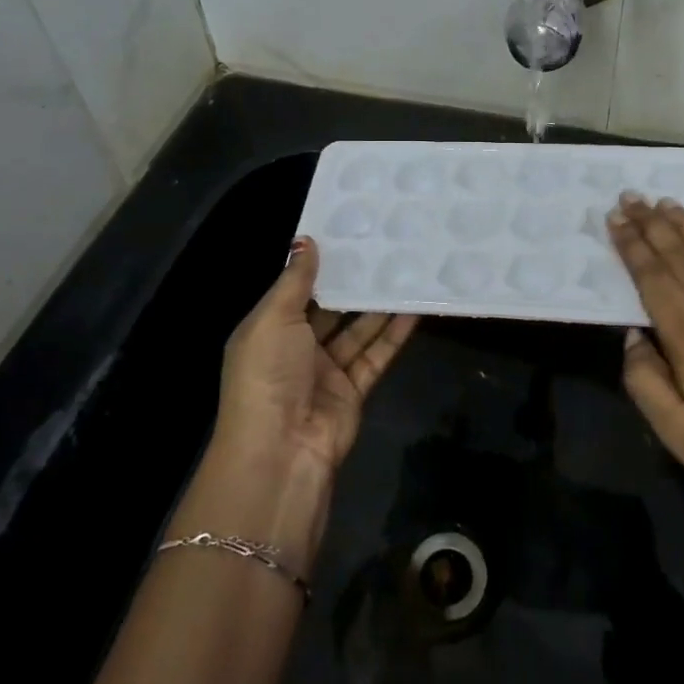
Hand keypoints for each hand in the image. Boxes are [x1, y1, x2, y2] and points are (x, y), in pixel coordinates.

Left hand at [215, 236, 419, 479]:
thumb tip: (305, 240)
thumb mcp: (273, 319)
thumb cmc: (268, 374)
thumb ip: (295, 280)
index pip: (295, 290)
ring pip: (357, 330)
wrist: (281, 450)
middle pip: (330, 309)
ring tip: (406, 270)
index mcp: (268, 329)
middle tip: (384, 247)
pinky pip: (375, 354)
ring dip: (379, 305)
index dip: (319, 264)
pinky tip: (415, 308)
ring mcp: (326, 370)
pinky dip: (394, 333)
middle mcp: (296, 348)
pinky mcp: (353, 389)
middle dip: (353, 283)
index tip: (347, 233)